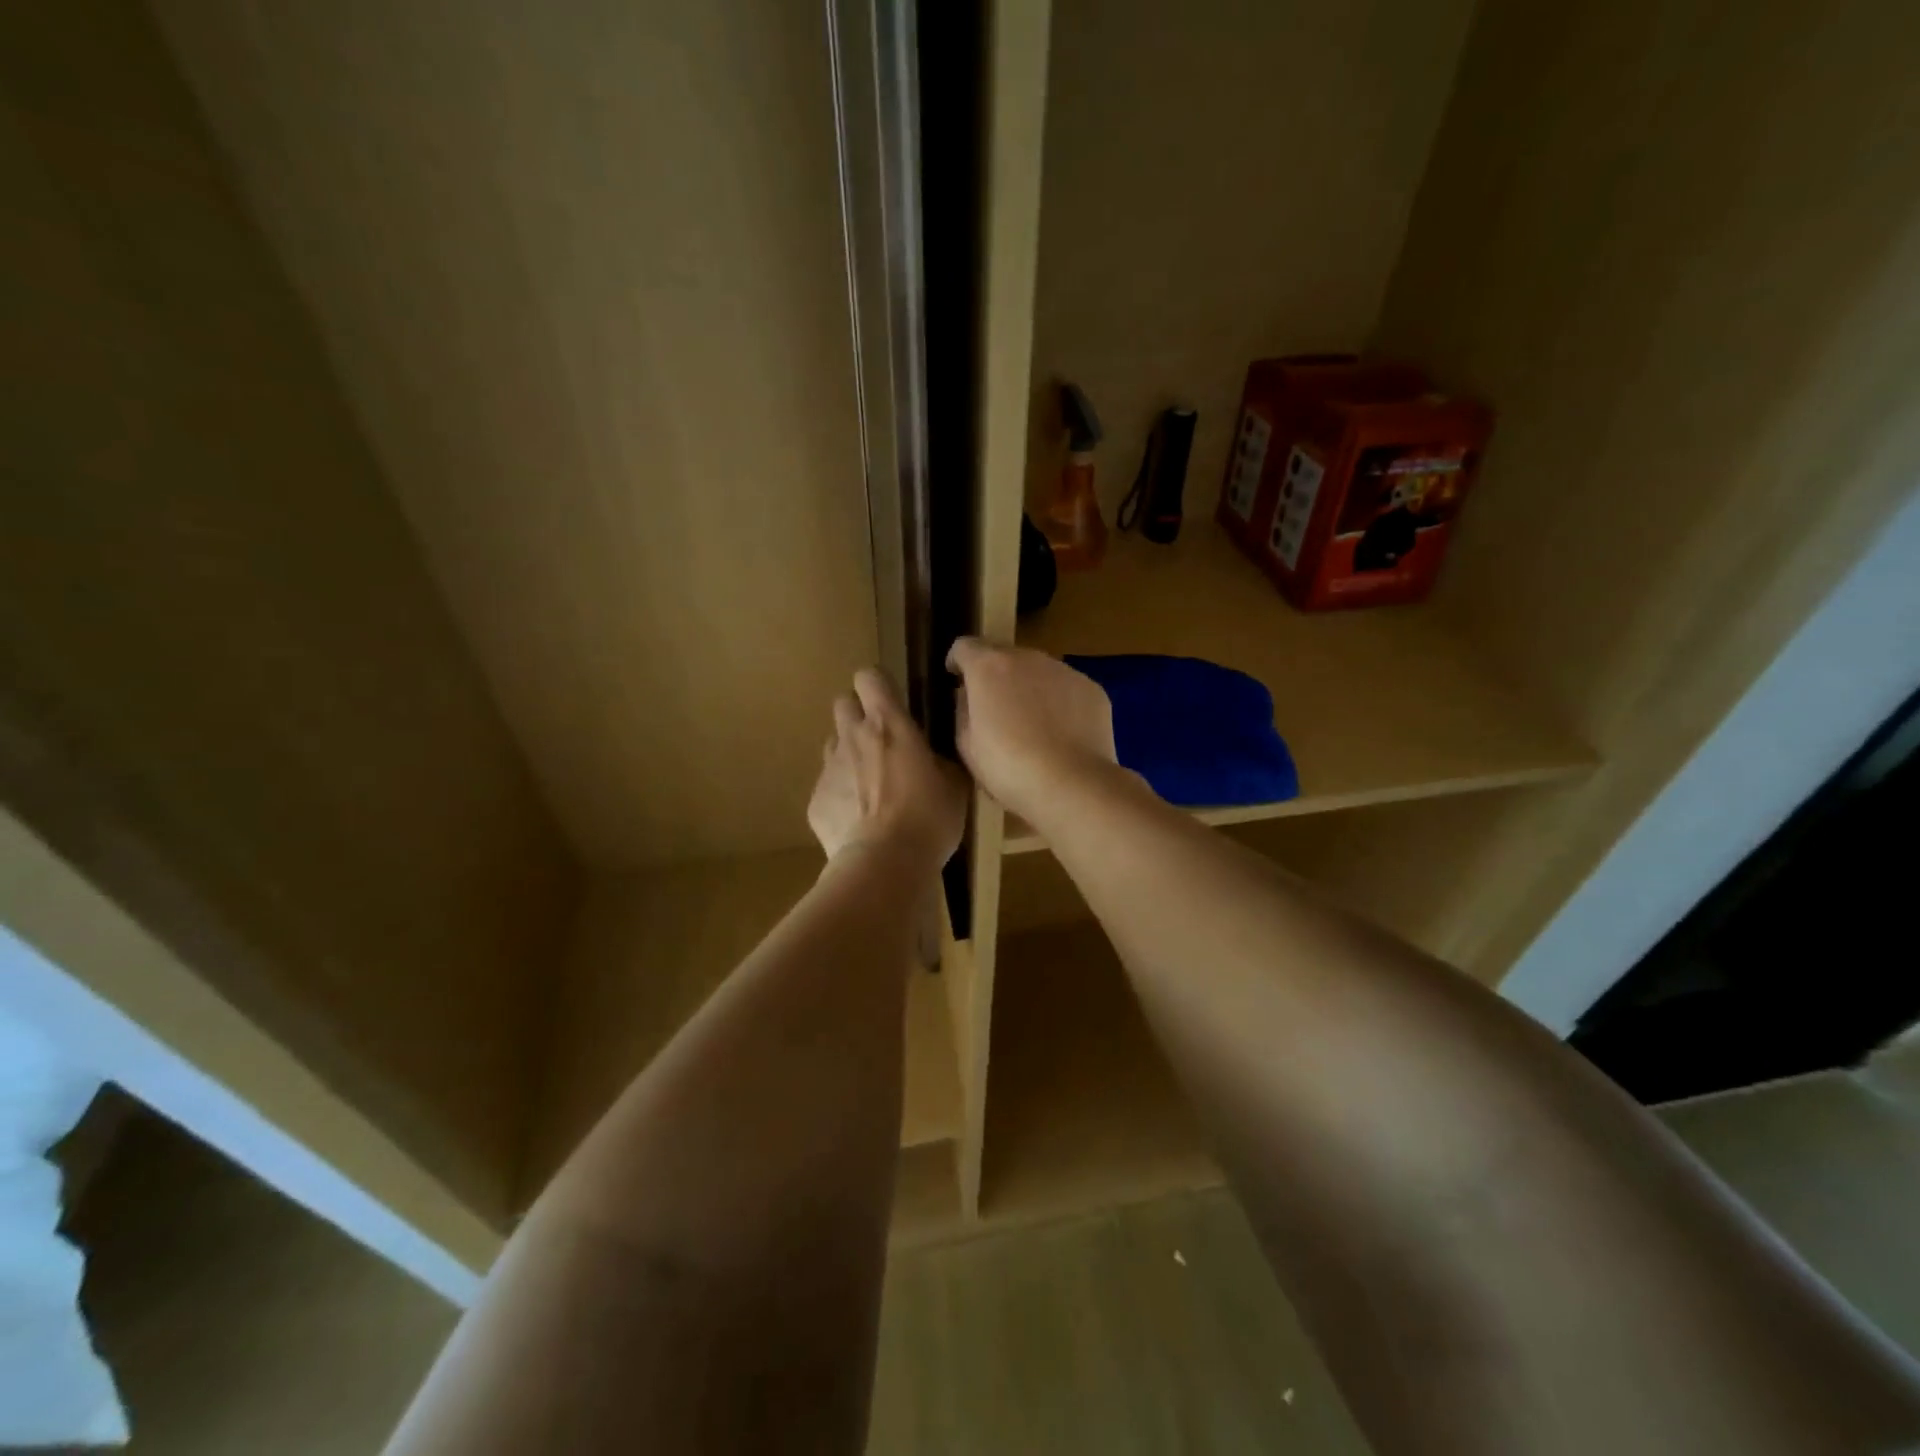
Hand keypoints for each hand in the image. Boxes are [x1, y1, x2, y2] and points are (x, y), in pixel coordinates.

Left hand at [809, 669, 967, 864]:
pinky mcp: (815, 801)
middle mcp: (852, 737)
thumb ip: (940, 760)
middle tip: (881, 741)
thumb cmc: (928, 817)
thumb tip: (935, 757)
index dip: (878, 685)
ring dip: (849, 755)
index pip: (869, 677)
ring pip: (833, 745)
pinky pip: (827, 787)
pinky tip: (859, 822)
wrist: (884, 863)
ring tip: (870, 785)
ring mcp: (828, 769)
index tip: (892, 702)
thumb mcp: (954, 784)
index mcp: (888, 724)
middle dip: (858, 714)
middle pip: (842, 703)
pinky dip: (840, 796)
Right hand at [945, 638, 1116, 823]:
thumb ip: (963, 710)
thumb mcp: (967, 744)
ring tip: (1031, 723)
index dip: (957, 661)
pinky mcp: (1092, 688)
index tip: (956, 678)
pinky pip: (1066, 688)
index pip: (965, 646)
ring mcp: (1064, 670)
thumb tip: (969, 697)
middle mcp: (1028, 658)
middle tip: (995, 708)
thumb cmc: (1008, 768)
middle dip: (996, 675)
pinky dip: (1058, 702)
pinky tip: (1060, 733)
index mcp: (989, 667)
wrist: (1071, 784)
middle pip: (1004, 655)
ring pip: (1038, 671)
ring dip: (1029, 687)